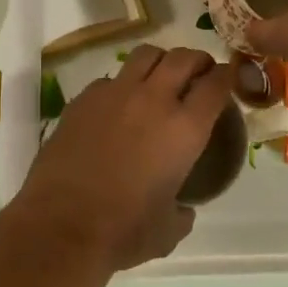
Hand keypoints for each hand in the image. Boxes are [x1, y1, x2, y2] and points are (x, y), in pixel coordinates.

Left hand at [8, 45, 230, 272]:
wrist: (62, 224)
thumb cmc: (123, 231)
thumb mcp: (168, 230)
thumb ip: (182, 212)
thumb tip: (183, 209)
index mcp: (184, 129)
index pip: (215, 85)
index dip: (224, 77)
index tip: (225, 79)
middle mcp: (154, 100)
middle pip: (182, 58)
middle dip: (196, 59)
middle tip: (198, 70)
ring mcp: (116, 93)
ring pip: (146, 55)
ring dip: (160, 61)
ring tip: (160, 75)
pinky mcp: (84, 98)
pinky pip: (110, 79)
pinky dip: (121, 85)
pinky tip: (117, 105)